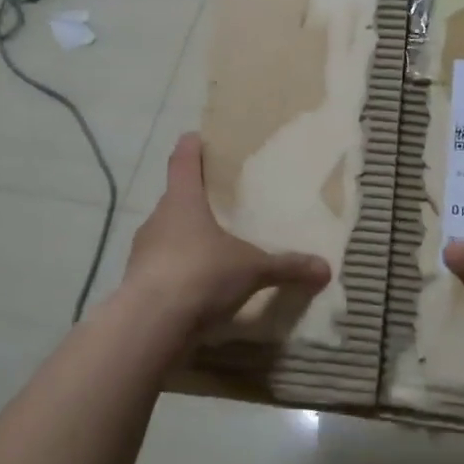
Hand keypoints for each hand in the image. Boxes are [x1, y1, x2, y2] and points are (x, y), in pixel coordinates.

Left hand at [122, 133, 331, 332]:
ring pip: (168, 234)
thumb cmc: (201, 274)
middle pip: (175, 198)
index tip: (199, 138)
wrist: (150, 325)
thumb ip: (287, 266)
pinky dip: (180, 271)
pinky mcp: (139, 283)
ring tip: (215, 247)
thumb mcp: (252, 269)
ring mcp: (143, 252)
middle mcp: (157, 219)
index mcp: (181, 200)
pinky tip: (201, 286)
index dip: (192, 147)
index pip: (183, 160)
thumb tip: (325, 269)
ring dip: (187, 239)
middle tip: (222, 203)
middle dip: (196, 199)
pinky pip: (163, 268)